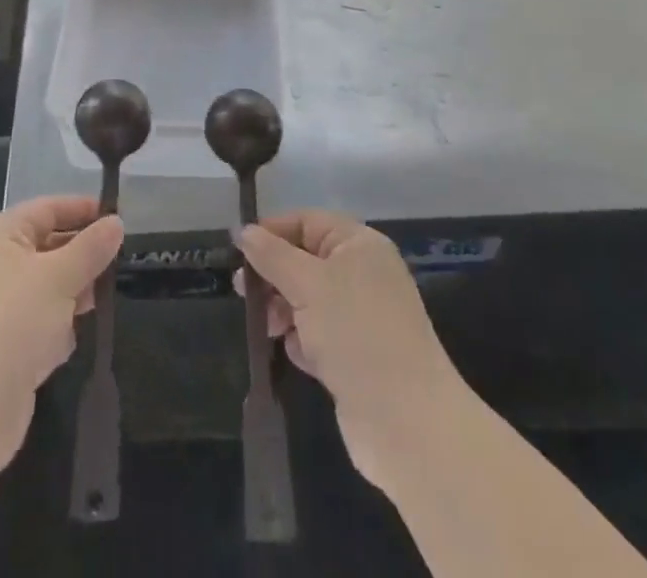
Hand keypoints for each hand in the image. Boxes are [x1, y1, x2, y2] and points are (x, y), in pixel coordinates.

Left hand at [0, 195, 122, 471]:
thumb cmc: (14, 323)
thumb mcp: (60, 277)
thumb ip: (91, 247)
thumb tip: (116, 223)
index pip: (48, 208)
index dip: (83, 210)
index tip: (120, 219)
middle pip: (48, 245)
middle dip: (82, 256)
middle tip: (119, 263)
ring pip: (46, 285)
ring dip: (73, 293)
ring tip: (101, 302)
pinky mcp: (1, 342)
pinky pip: (38, 320)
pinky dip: (57, 326)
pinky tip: (71, 339)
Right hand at [236, 210, 459, 490]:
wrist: (407, 424)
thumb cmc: (356, 334)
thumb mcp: (307, 284)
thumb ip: (272, 255)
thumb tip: (244, 231)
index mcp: (359, 245)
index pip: (307, 222)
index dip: (272, 232)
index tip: (238, 252)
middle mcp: (363, 275)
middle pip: (305, 260)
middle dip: (274, 275)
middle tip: (243, 293)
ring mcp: (362, 317)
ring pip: (308, 299)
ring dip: (284, 311)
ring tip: (270, 330)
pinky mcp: (357, 356)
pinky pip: (318, 334)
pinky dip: (303, 341)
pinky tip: (299, 356)